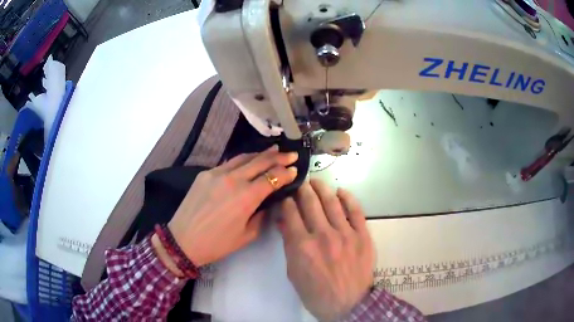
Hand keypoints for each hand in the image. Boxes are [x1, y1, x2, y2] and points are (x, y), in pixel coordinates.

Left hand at [168, 145, 297, 266]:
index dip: (286, 172)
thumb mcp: (247, 235)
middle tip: (291, 154)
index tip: (295, 169)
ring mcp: (217, 173)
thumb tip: (267, 202)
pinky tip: (247, 162)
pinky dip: (242, 161)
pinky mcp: (205, 174)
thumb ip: (261, 215)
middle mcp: (233, 179)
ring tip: (273, 150)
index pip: (272, 177)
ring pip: (243, 158)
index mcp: (246, 197)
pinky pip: (228, 163)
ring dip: (261, 154)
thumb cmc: (217, 243)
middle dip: (279, 157)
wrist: (183, 240)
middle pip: (260, 161)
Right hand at [278, 179, 373, 321]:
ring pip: (332, 202)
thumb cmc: (316, 293)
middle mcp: (323, 235)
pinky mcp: (362, 236)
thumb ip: (289, 245)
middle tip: (300, 183)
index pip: (291, 213)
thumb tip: (285, 222)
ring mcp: (345, 234)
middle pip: (310, 202)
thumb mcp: (294, 273)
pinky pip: (356, 211)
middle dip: (303, 189)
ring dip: (322, 188)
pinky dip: (348, 198)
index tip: (286, 197)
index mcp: (302, 246)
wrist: (348, 304)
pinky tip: (341, 191)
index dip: (287, 201)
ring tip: (316, 182)